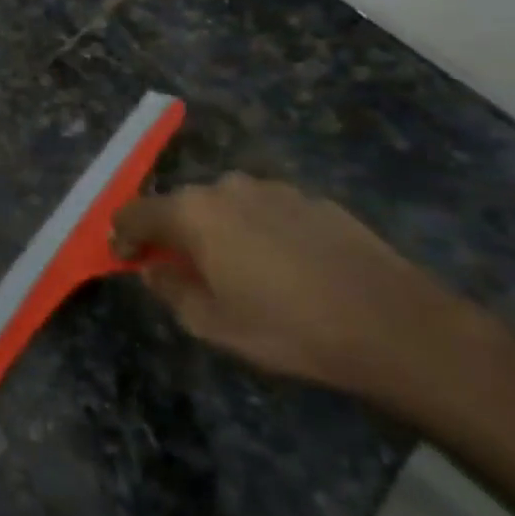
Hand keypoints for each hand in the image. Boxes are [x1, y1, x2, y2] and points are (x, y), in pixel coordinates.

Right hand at [113, 174, 479, 398]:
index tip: (124, 259)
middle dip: (172, 233)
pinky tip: (282, 265)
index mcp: (192, 213)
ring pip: (224, 204)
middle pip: (180, 204)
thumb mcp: (212, 325)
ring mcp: (272, 188)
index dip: (122, 236)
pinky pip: (265, 209)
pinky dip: (257, 229)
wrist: (392, 324)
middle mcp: (225, 187)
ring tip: (237, 268)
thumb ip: (169, 290)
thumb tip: (152, 269)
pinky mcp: (311, 198)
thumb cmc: (288, 328)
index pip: (135, 213)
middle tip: (180, 268)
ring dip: (217, 229)